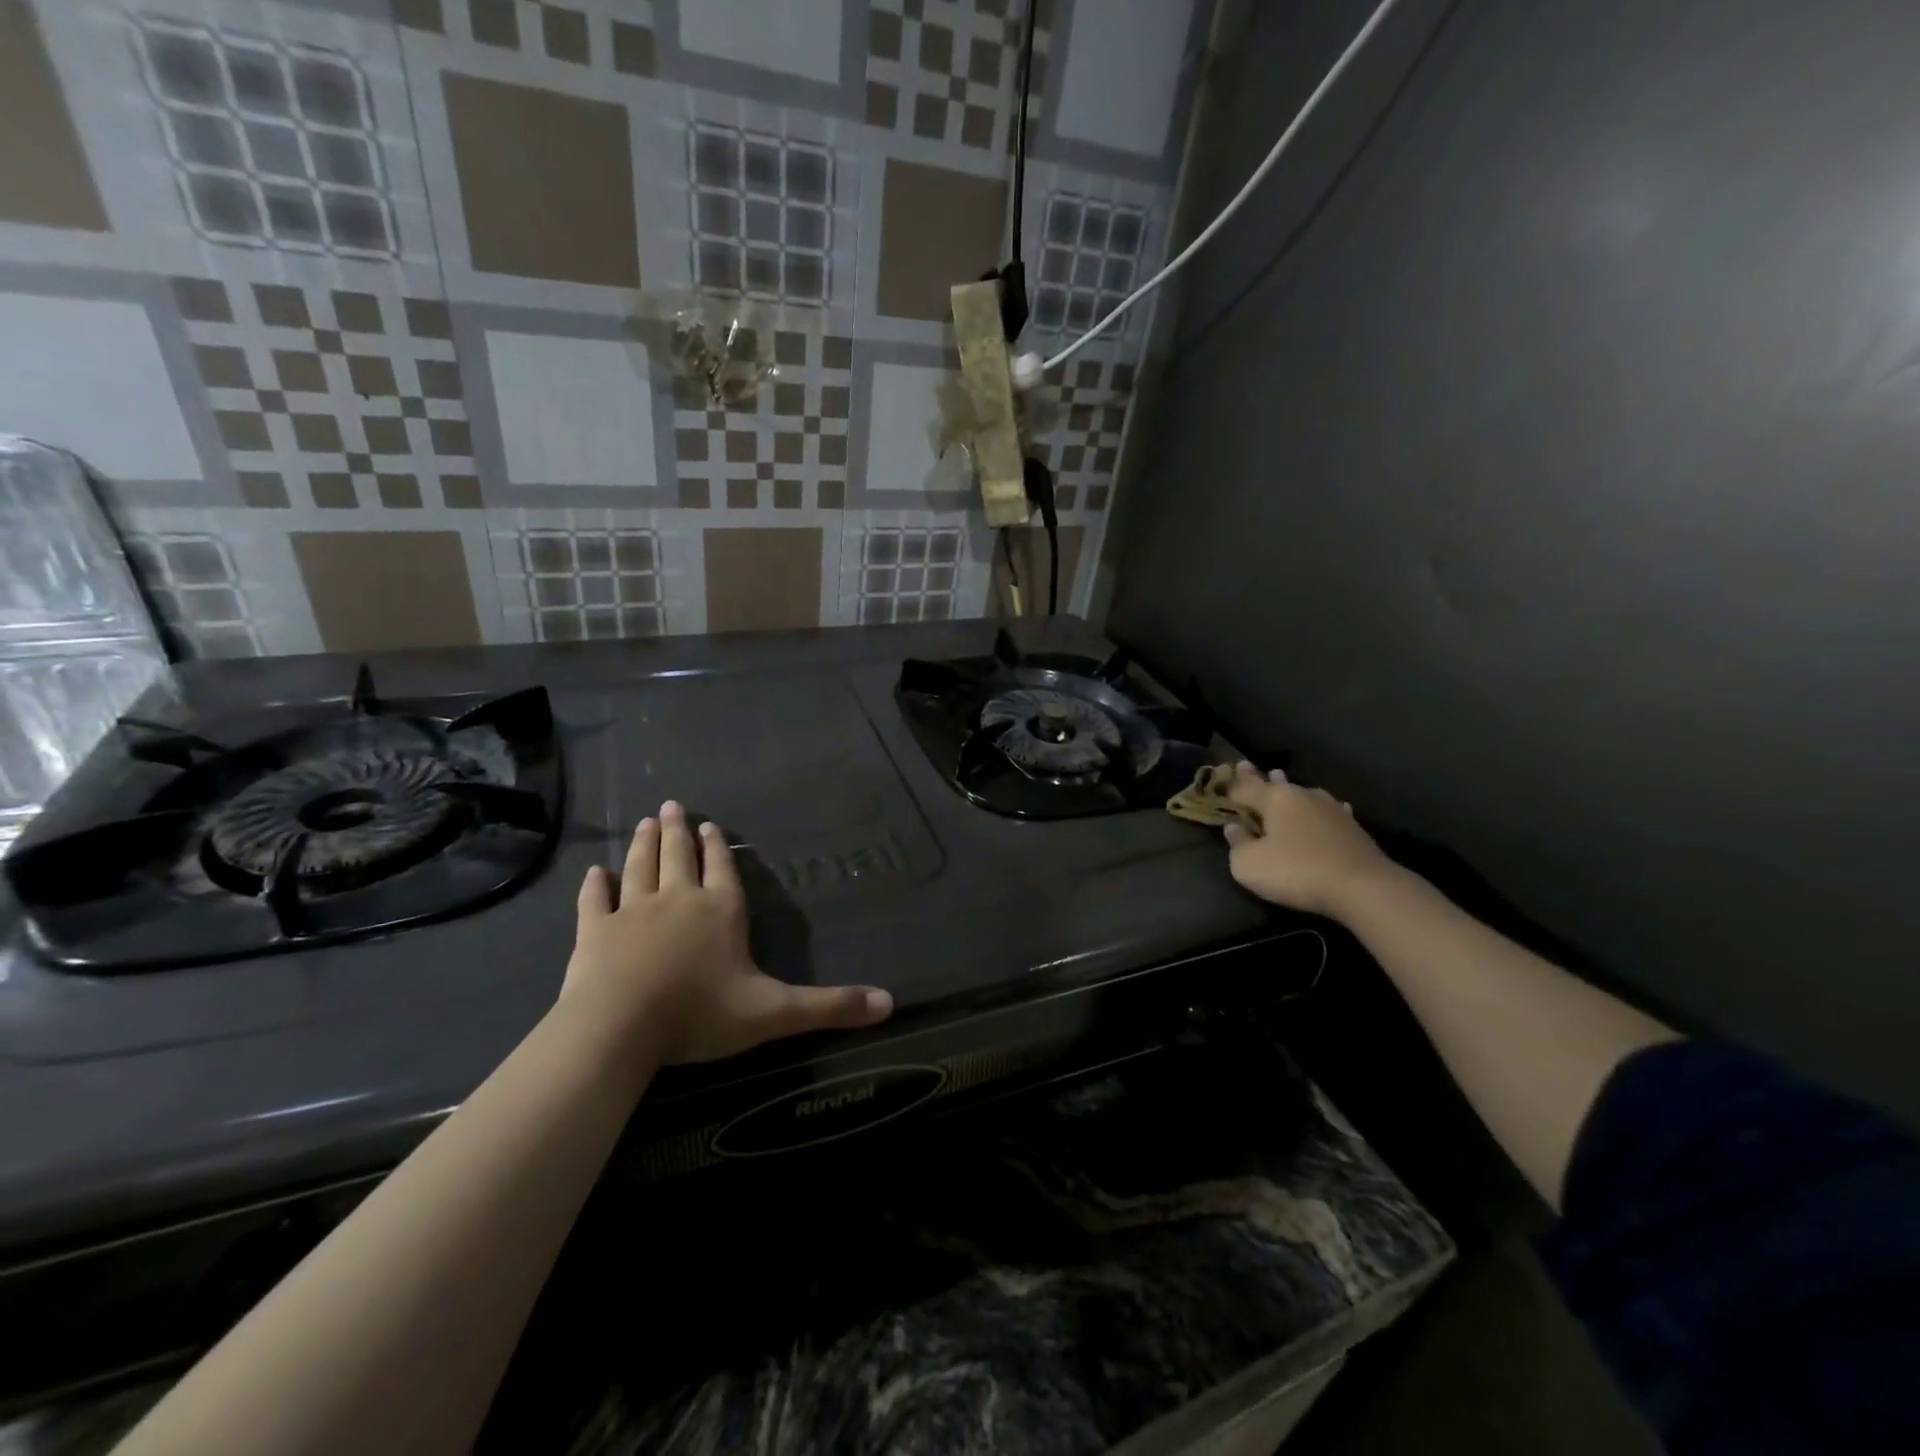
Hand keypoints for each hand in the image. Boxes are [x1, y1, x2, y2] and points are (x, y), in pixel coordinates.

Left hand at [561, 801, 892, 1065]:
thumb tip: (890, 1003)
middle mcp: (678, 900)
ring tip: (645, 822)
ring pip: (640, 868)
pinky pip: (595, 902)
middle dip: (677, 832)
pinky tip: (593, 872)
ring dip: (643, 844)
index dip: (716, 847)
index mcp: (721, 911)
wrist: (619, 1028)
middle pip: (678, 857)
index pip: (722, 869)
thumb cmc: (700, 1014)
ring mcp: (632, 912)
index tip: (707, 824)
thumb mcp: (775, 1013)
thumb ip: (831, 1006)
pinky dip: (594, 886)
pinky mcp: (594, 933)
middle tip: (671, 806)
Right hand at [1222, 763, 1396, 918]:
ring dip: (1288, 789)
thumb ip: (1237, 843)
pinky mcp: (1352, 827)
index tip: (1220, 771)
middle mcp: (1302, 795)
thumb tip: (1233, 828)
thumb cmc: (1297, 872)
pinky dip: (1318, 809)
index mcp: (1275, 799)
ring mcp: (1331, 808)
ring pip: (1302, 794)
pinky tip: (1326, 807)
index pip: (1244, 786)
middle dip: (1258, 777)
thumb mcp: (1250, 864)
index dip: (1229, 782)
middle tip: (1246, 766)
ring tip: (1280, 778)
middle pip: (1274, 784)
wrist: (1363, 888)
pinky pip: (1328, 810)